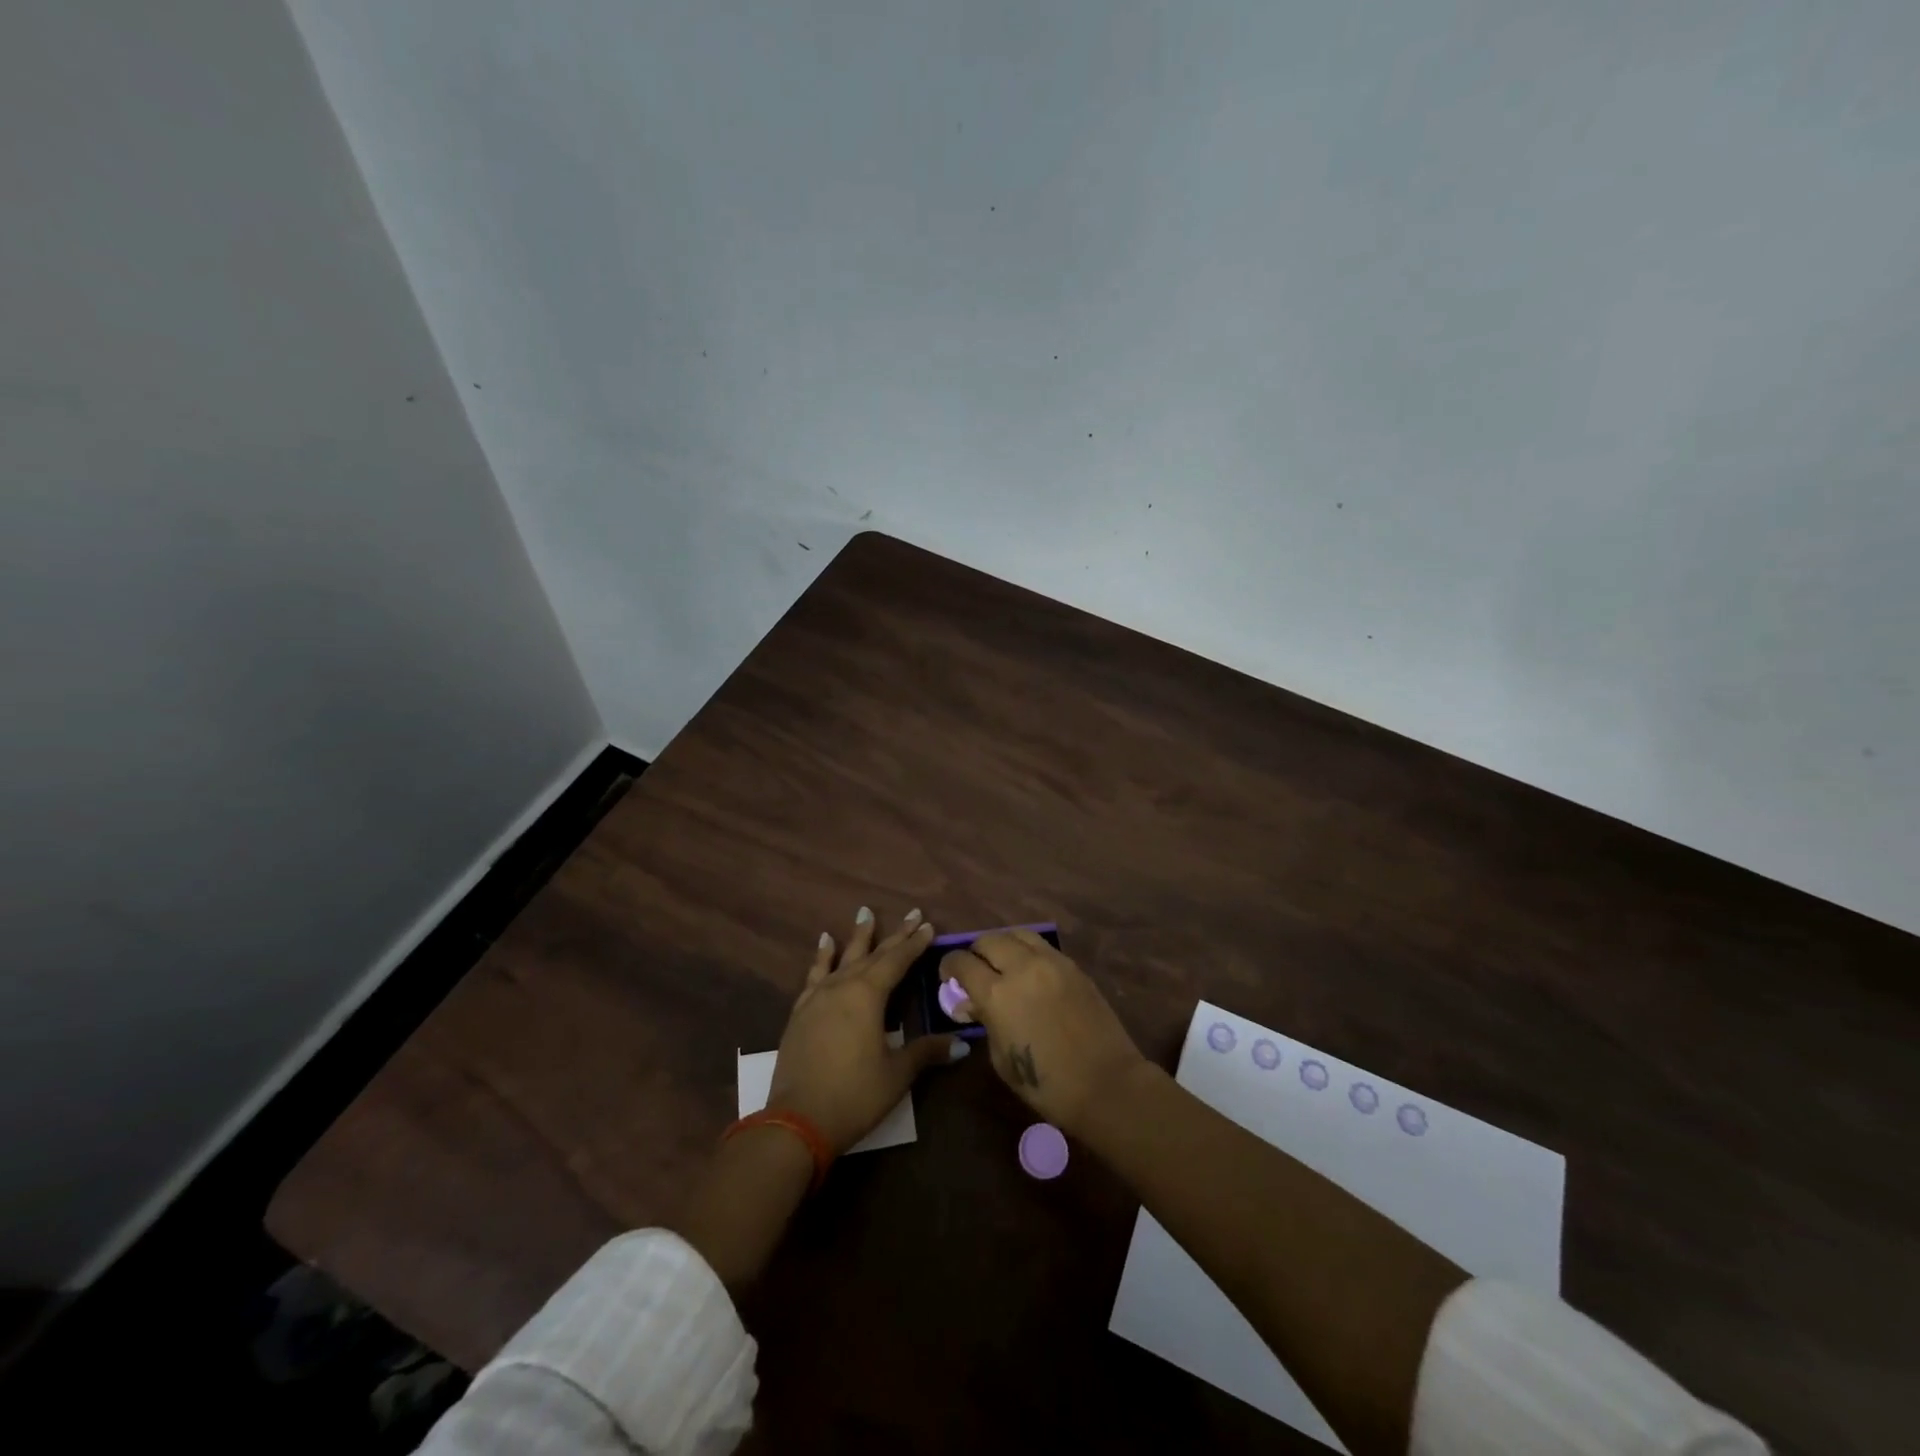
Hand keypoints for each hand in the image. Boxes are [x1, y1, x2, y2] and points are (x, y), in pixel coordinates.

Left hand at [767, 907, 966, 1152]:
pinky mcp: (801, 1011)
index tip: (928, 926)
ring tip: (864, 913)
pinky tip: (825, 943)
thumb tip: (961, 1044)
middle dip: (895, 935)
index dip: (914, 944)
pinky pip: (815, 974)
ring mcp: (818, 997)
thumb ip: (926, 1052)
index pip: (897, 961)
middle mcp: (843, 986)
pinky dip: (822, 957)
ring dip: (857, 936)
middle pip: (873, 954)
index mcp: (868, 995)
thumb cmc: (854, 1095)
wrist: (797, 1121)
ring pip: (843, 957)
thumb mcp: (896, 1074)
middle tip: (912, 915)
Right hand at [942, 929, 1145, 1136]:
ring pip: (1017, 934)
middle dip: (975, 952)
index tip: (948, 975)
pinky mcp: (1073, 966)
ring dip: (1003, 944)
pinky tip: (1029, 970)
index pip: (962, 963)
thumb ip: (984, 1022)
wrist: (1105, 1083)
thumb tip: (970, 1003)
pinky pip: (1042, 946)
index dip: (949, 966)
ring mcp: (1051, 962)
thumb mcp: (1001, 1058)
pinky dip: (1028, 951)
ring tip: (1003, 962)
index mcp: (997, 994)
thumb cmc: (1046, 1084)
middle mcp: (1022, 967)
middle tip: (975, 969)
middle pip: (988, 940)